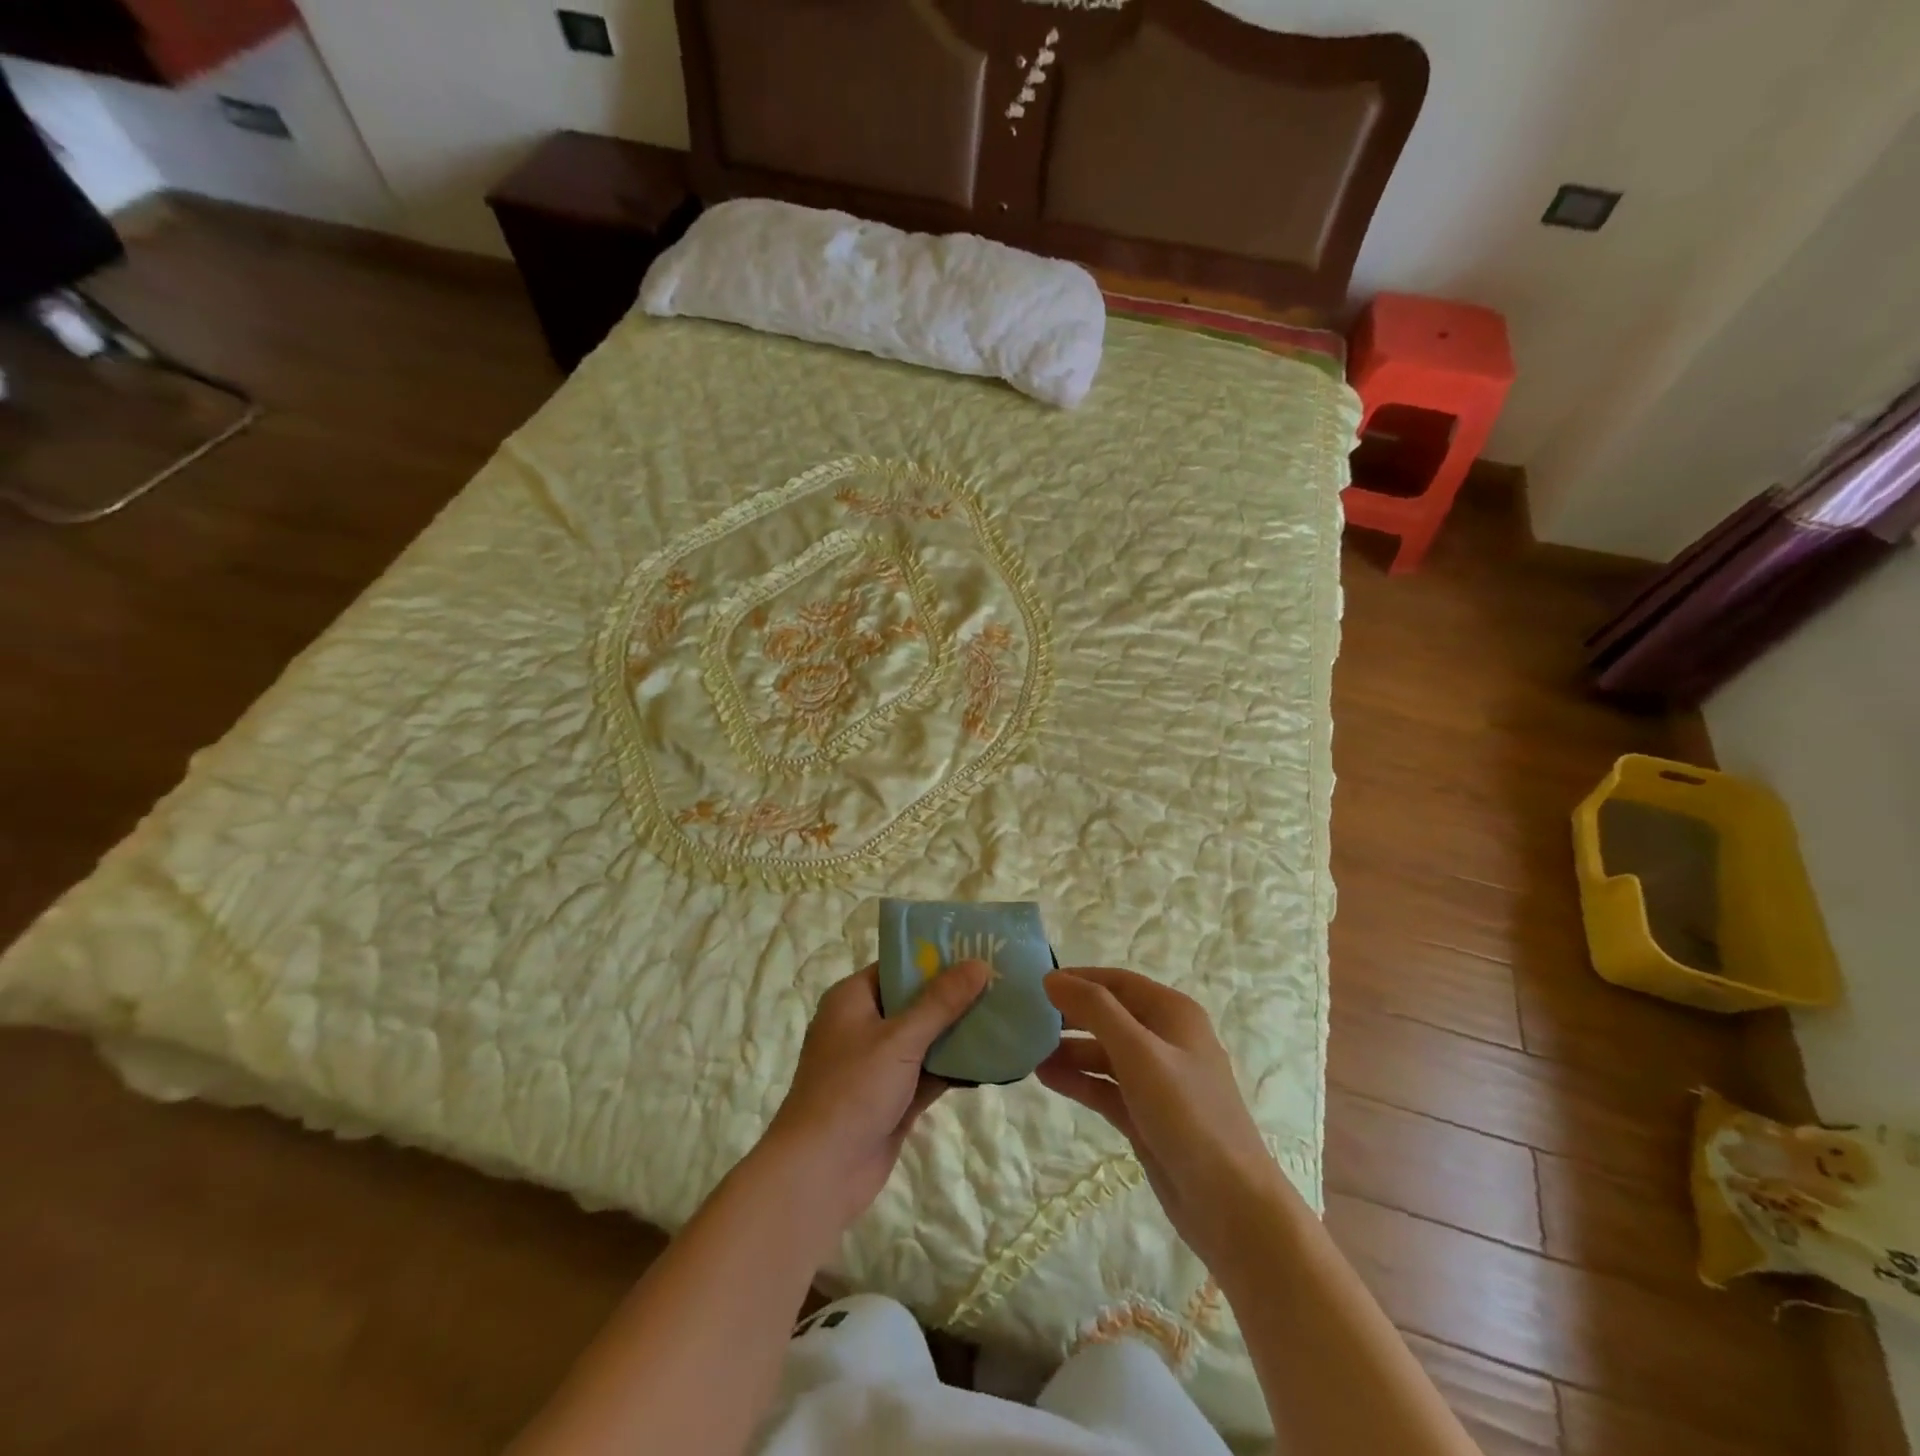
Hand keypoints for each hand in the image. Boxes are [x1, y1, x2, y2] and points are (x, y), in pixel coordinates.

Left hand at [763, 960, 990, 1234]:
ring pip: (926, 1038)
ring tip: (1006, 1014)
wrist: (820, 1174)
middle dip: (955, 995)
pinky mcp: (894, 1097)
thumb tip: (978, 963)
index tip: (978, 948)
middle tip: (1002, 981)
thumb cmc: (852, 1090)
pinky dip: (955, 1066)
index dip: (936, 956)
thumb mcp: (900, 1039)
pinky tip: (993, 1059)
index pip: (899, 966)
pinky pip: (929, 1071)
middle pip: (916, 1001)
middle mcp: (864, 1025)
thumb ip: (941, 1002)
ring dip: (960, 1031)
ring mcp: (879, 1064)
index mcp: (853, 999)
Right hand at [1038, 967, 1289, 1273]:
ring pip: (1105, 1054)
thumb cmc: (1188, 1115)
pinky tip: (1046, 1078)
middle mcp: (1167, 1040)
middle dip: (1071, 1016)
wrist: (1231, 1206)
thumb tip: (1052, 978)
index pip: (1118, 982)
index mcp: (1174, 1014)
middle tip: (1025, 1019)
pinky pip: (1106, 1087)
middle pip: (1110, 1016)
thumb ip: (1095, 1010)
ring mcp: (1158, 1081)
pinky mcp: (1147, 1116)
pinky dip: (1079, 1080)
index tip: (1036, 985)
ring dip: (1070, 1050)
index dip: (1079, 979)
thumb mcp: (1139, 1052)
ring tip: (1027, 1052)